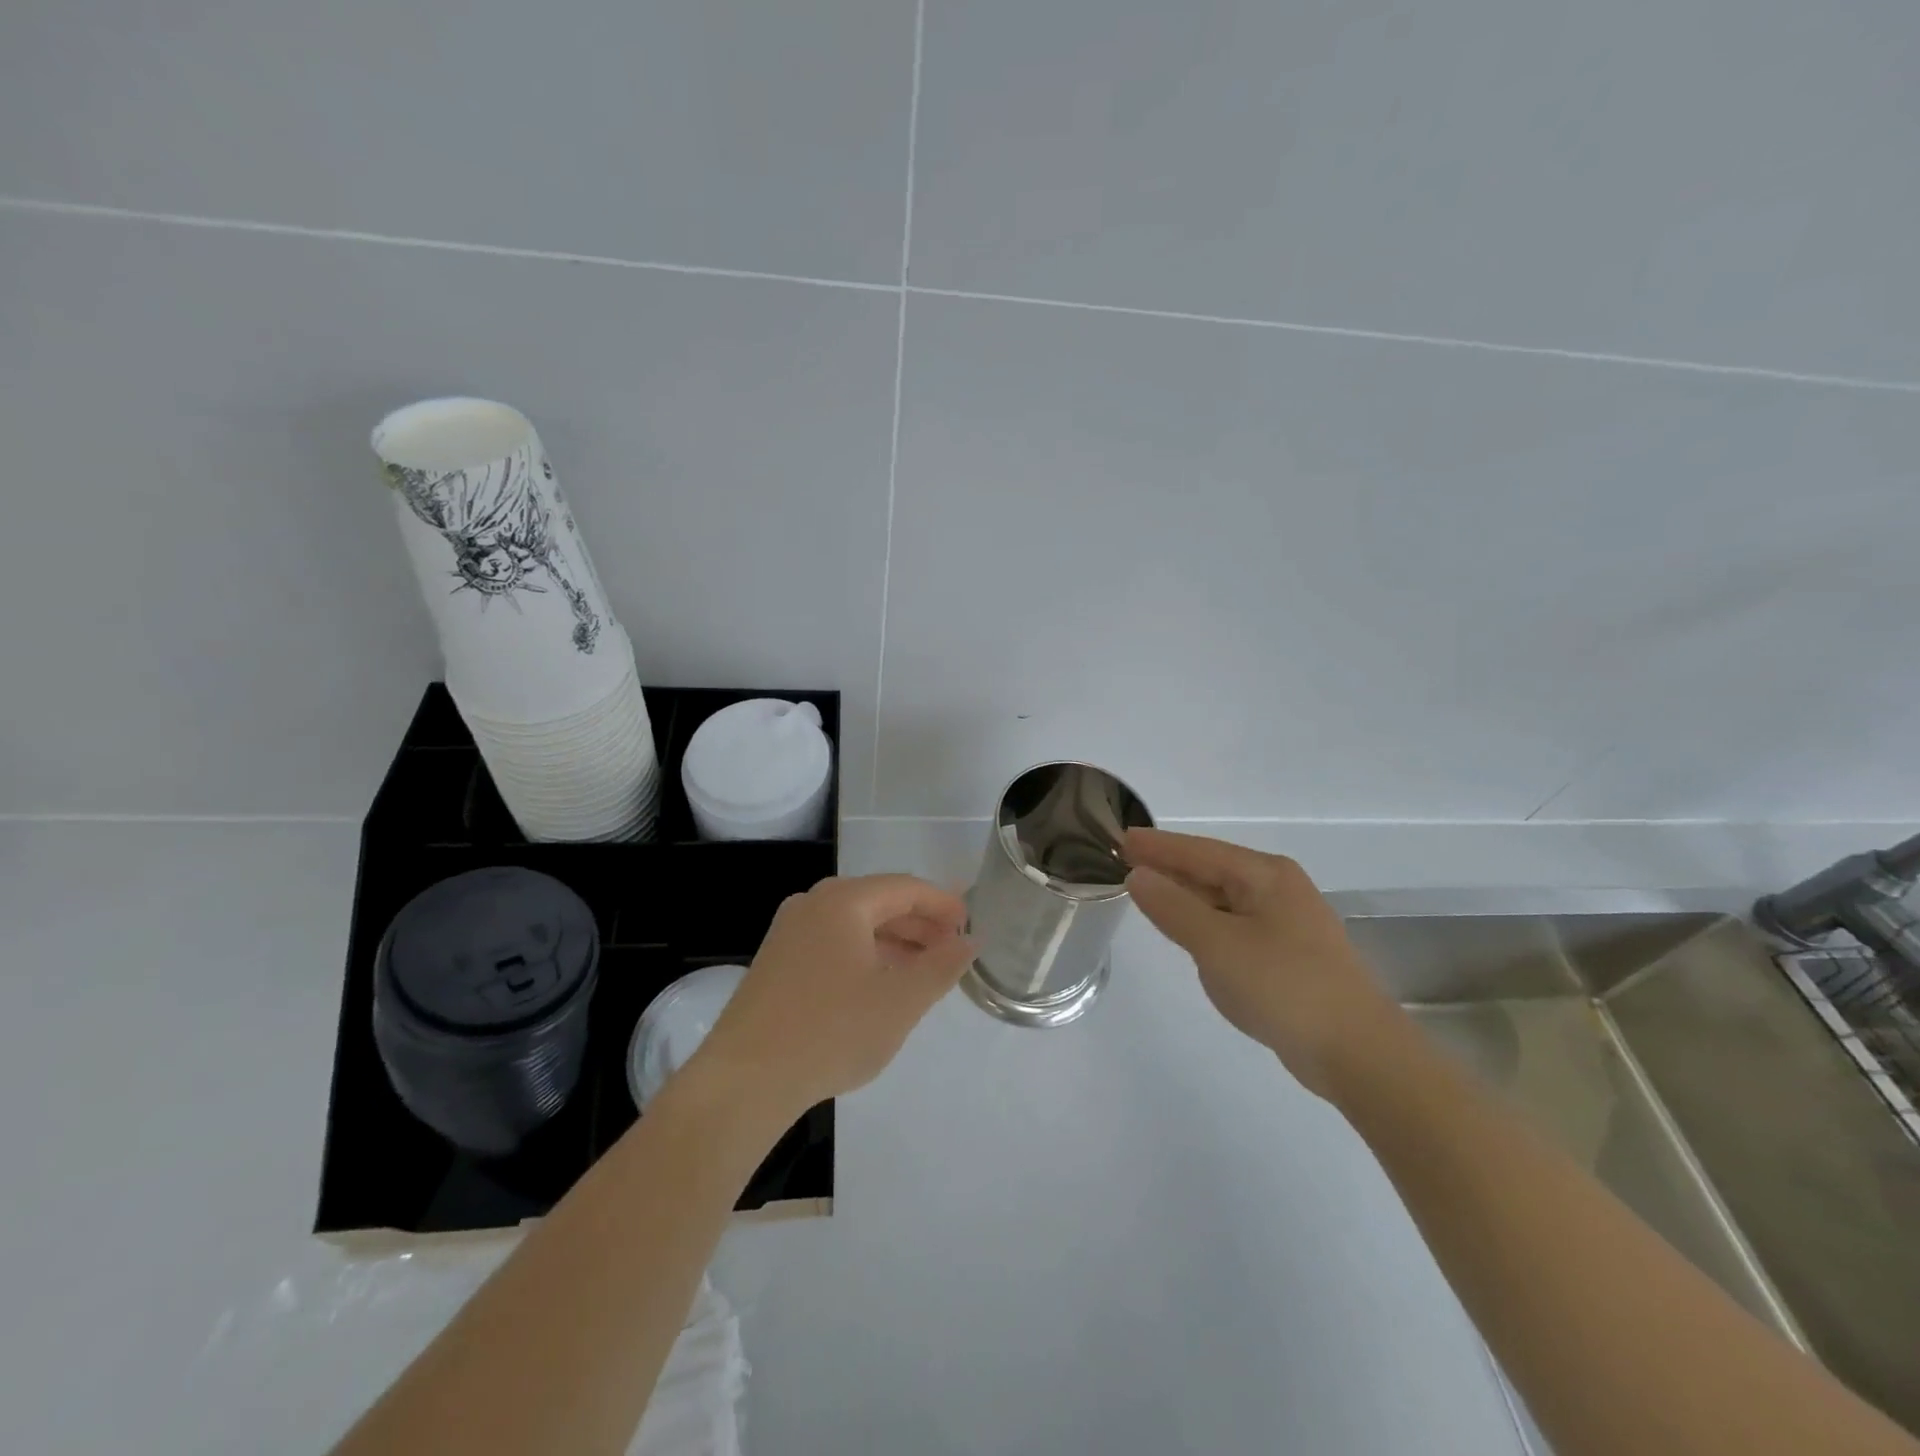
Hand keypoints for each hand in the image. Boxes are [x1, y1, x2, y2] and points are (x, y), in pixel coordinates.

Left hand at [690, 875, 972, 1119]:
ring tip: (924, 970)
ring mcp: (789, 931)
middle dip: (920, 924)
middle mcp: (813, 904)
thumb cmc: (831, 1031)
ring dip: (894, 942)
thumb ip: (942, 966)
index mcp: (843, 901)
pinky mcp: (777, 961)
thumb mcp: (901, 1001)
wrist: (744, 1080)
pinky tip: (880, 985)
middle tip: (953, 950)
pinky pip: (833, 943)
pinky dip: (865, 955)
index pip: (905, 887)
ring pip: (855, 924)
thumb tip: (969, 941)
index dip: (943, 904)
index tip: (971, 926)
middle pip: (879, 901)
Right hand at [1123, 828, 1398, 1098]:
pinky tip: (1189, 932)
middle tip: (1126, 863)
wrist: (1359, 1053)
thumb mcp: (1217, 945)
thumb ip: (1173, 908)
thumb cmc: (1284, 987)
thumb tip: (1138, 876)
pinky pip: (1234, 924)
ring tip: (1148, 892)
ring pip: (1223, 898)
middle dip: (1170, 867)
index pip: (1198, 851)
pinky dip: (1206, 922)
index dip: (1157, 846)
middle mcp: (1278, 888)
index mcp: (1265, 875)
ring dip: (1187, 895)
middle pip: (1212, 869)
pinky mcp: (1289, 954)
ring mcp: (1287, 922)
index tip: (1120, 839)